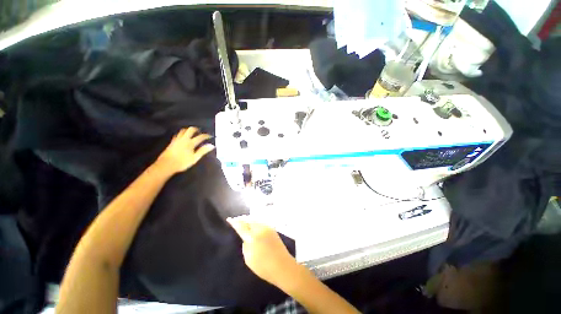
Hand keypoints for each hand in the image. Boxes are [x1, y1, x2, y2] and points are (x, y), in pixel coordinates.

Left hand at [156, 127, 213, 174]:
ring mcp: (177, 140)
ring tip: (192, 133)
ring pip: (183, 131)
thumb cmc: (182, 162)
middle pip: (190, 130)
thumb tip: (212, 145)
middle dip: (196, 129)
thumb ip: (203, 151)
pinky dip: (182, 133)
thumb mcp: (195, 158)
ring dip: (188, 130)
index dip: (206, 136)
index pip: (200, 137)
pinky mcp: (172, 142)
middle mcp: (184, 139)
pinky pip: (178, 134)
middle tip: (199, 132)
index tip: (210, 136)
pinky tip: (183, 137)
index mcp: (190, 143)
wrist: (166, 165)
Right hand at [227, 217, 298, 286]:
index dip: (234, 222)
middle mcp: (260, 229)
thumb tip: (245, 238)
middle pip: (249, 220)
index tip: (229, 219)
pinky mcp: (272, 229)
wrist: (283, 266)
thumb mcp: (249, 259)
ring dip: (249, 220)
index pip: (241, 226)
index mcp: (253, 237)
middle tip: (236, 221)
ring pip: (255, 220)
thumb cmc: (264, 267)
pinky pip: (261, 222)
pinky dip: (255, 222)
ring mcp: (268, 227)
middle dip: (242, 219)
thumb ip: (245, 245)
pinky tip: (253, 225)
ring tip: (243, 222)